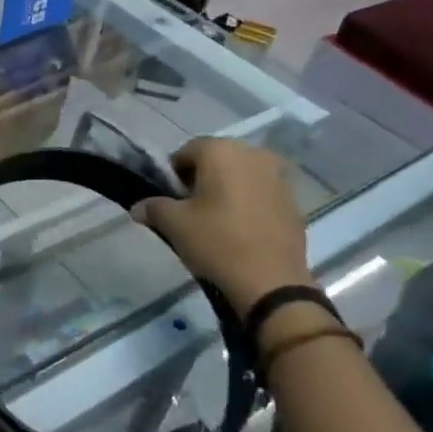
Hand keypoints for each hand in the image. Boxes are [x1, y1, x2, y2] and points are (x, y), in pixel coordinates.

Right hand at [132, 137, 313, 314]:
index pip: (187, 151)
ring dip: (226, 190)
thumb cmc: (216, 242)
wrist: (270, 280)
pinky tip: (239, 230)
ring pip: (241, 176)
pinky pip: (261, 193)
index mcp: (222, 152)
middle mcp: (254, 154)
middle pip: (217, 160)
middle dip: (201, 179)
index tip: (168, 198)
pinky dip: (247, 203)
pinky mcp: (293, 201)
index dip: (173, 173)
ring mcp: (279, 176)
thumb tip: (139, 207)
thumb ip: (153, 208)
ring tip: (215, 220)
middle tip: (189, 209)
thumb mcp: (173, 224)